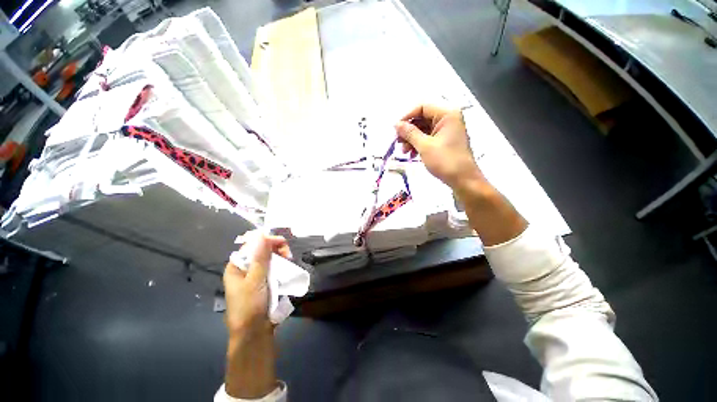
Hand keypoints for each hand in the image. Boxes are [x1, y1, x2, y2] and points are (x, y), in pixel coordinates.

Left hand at [223, 231, 290, 398]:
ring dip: (280, 258)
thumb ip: (261, 257)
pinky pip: (273, 269)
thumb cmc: (251, 305)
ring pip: (269, 260)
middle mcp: (245, 270)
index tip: (282, 242)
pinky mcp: (264, 284)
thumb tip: (261, 234)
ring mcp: (255, 278)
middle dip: (276, 250)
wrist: (255, 333)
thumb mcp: (256, 280)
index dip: (266, 241)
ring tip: (289, 261)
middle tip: (288, 254)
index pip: (251, 246)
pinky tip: (287, 268)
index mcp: (236, 267)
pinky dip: (280, 267)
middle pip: (261, 252)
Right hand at [395, 104, 481, 190]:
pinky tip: (412, 154)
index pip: (422, 107)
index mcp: (447, 114)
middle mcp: (448, 118)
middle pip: (422, 118)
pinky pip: (428, 137)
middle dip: (409, 130)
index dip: (407, 117)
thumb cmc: (445, 161)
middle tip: (399, 142)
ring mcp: (447, 130)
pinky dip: (418, 144)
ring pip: (423, 129)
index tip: (396, 130)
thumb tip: (396, 124)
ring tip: (405, 151)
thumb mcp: (425, 146)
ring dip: (412, 139)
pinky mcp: (444, 140)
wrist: (463, 180)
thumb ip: (409, 133)